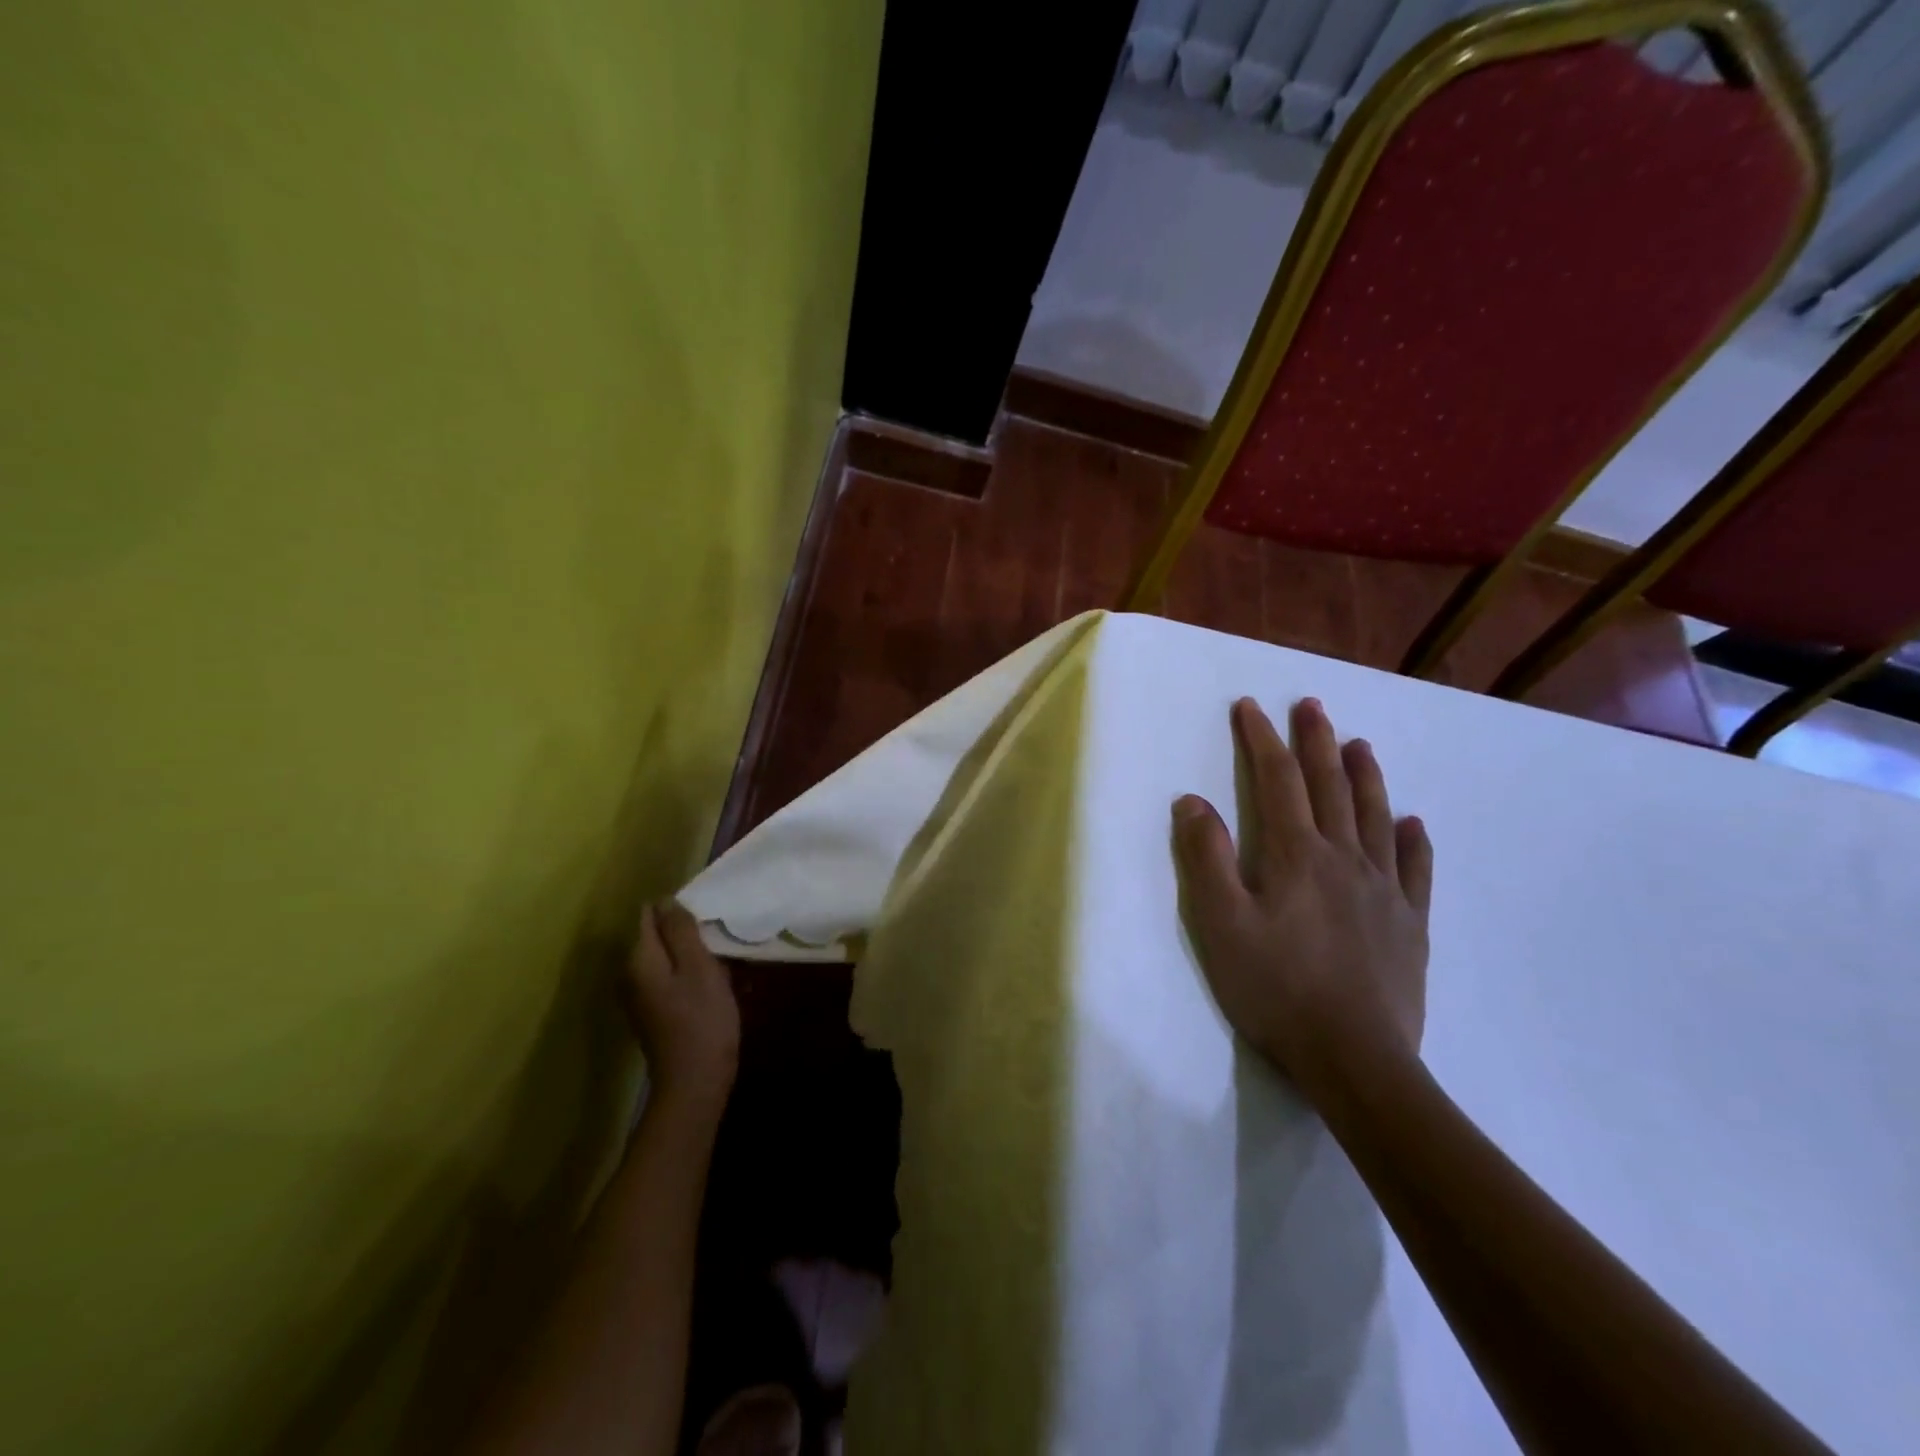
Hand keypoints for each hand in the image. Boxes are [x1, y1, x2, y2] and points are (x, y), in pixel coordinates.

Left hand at [622, 900, 740, 1121]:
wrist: (695, 1082)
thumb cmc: (702, 1018)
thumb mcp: (698, 966)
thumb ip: (680, 931)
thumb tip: (665, 900)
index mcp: (640, 959)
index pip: (650, 915)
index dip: (677, 909)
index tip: (707, 916)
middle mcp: (632, 974)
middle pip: (660, 937)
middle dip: (689, 933)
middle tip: (721, 939)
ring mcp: (643, 996)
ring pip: (670, 958)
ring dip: (696, 955)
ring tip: (726, 960)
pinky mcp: (657, 1013)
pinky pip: (675, 979)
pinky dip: (695, 976)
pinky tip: (719, 985)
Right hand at [1173, 697, 1433, 1098]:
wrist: (1355, 1058)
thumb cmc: (1275, 988)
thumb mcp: (1220, 923)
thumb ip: (1205, 859)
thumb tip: (1192, 801)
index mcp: (1296, 855)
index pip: (1276, 781)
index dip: (1261, 740)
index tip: (1249, 707)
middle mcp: (1344, 858)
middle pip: (1329, 786)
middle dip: (1316, 741)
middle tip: (1312, 704)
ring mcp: (1383, 890)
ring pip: (1375, 816)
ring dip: (1365, 776)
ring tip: (1360, 743)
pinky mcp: (1408, 923)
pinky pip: (1415, 870)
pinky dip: (1412, 841)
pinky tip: (1412, 824)